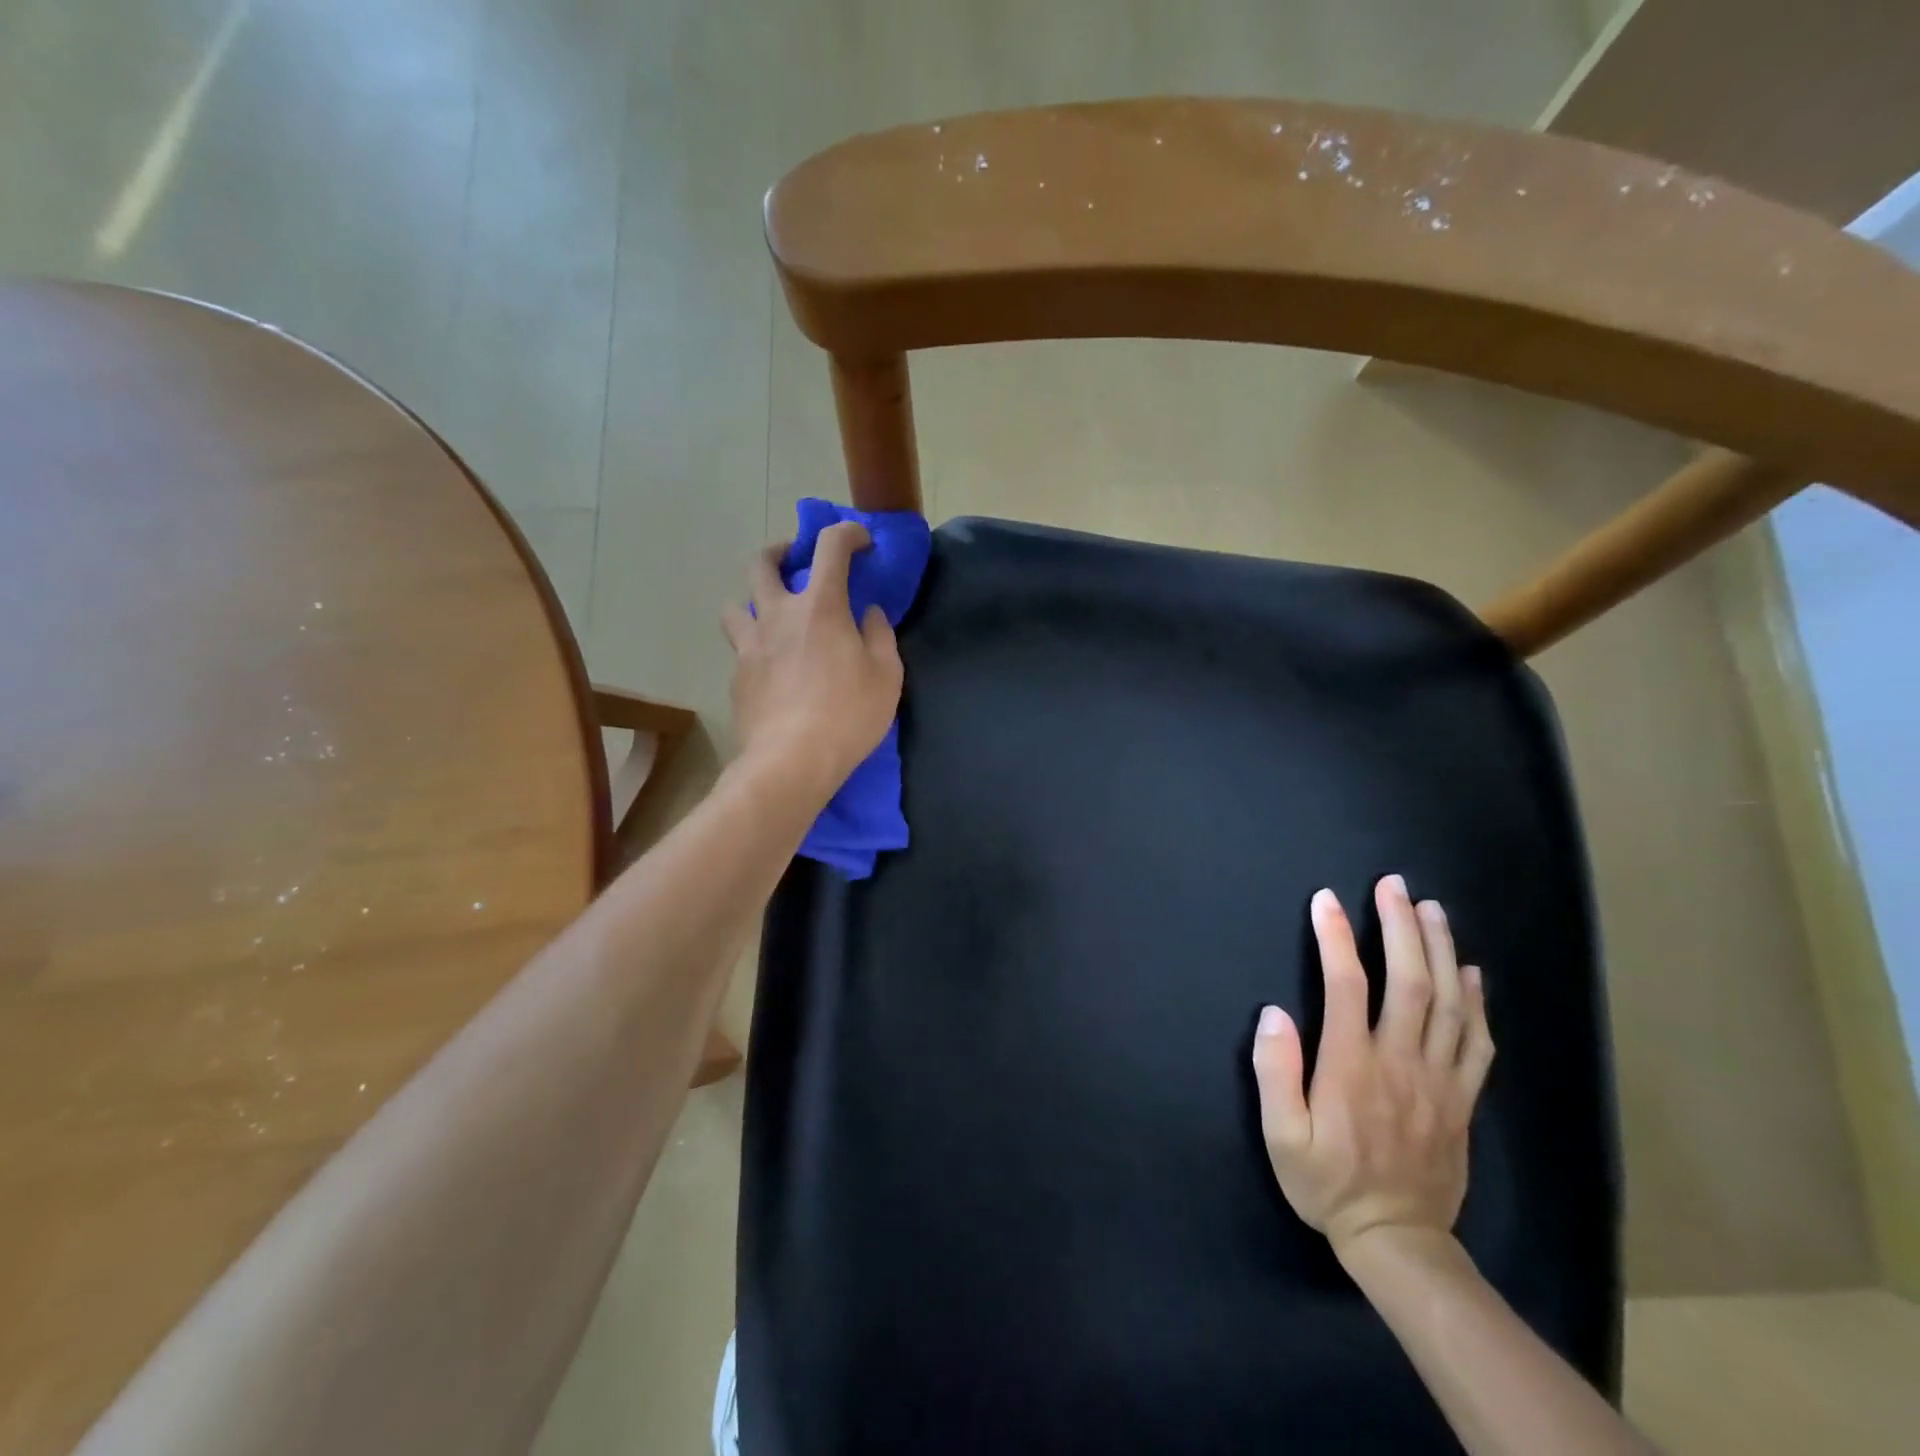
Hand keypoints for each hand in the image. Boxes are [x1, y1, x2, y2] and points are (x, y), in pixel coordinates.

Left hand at [721, 522, 902, 799]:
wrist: (791, 761)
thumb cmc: (849, 715)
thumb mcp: (887, 676)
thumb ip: (880, 636)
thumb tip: (869, 614)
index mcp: (821, 606)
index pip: (831, 547)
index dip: (847, 534)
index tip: (861, 542)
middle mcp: (778, 615)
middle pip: (763, 563)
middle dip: (780, 552)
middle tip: (795, 561)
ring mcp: (750, 645)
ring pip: (736, 605)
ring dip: (753, 600)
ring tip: (770, 615)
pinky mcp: (736, 676)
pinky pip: (740, 648)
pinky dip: (755, 646)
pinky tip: (770, 668)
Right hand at [1252, 875, 1493, 1258]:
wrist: (1398, 1241)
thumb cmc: (1328, 1182)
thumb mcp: (1281, 1135)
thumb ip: (1275, 1072)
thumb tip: (1274, 1012)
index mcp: (1352, 1066)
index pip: (1346, 985)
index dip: (1336, 937)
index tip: (1326, 900)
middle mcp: (1401, 1062)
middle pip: (1411, 982)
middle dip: (1401, 927)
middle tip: (1394, 886)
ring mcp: (1440, 1080)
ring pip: (1451, 1003)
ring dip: (1442, 951)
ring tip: (1433, 910)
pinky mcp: (1462, 1099)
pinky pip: (1478, 1042)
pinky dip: (1478, 1002)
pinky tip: (1472, 972)